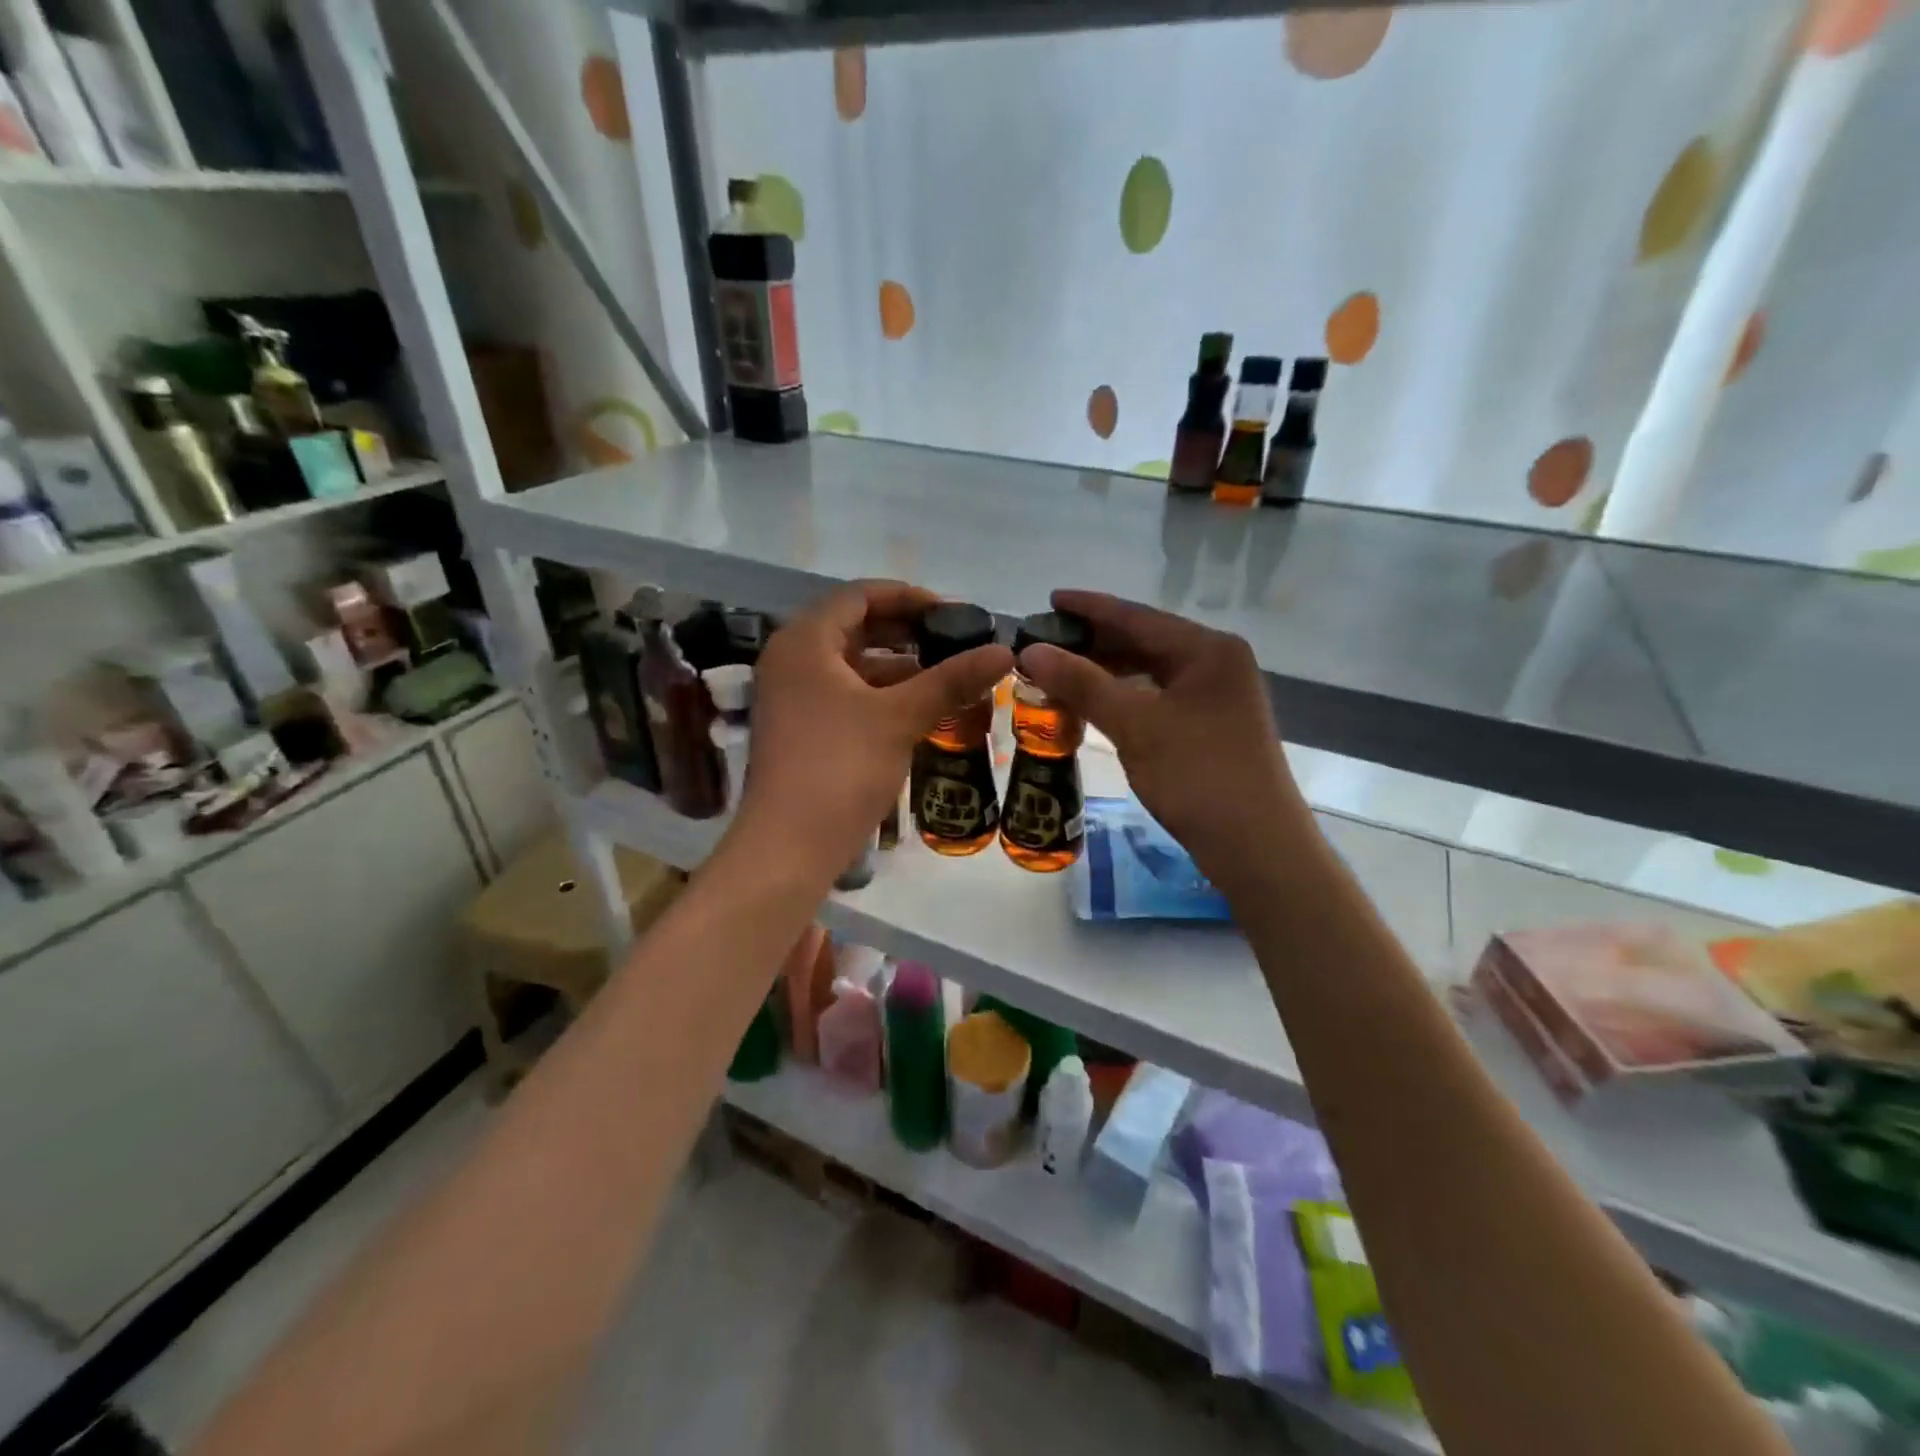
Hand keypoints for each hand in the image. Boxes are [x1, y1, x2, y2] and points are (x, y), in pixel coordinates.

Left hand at [734, 580, 1012, 875]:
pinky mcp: (800, 728)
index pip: (860, 595)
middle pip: (854, 627)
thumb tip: (1004, 651)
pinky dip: (880, 694)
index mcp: (804, 641)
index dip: (909, 598)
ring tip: (945, 675)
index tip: (952, 613)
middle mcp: (791, 659)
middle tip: (953, 642)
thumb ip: (951, 679)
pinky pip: (844, 693)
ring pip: (851, 664)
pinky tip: (917, 708)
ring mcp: (791, 696)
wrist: (790, 846)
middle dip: (906, 632)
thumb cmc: (841, 767)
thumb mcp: (900, 717)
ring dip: (897, 665)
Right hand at [1015, 589, 1310, 891]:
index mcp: (1207, 649)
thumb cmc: (1197, 775)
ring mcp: (1217, 697)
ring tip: (1060, 672)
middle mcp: (1216, 663)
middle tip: (1046, 642)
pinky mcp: (1211, 726)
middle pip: (1145, 641)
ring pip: (1151, 672)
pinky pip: (1157, 698)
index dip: (1090, 608)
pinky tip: (1094, 705)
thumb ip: (1083, 683)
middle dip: (1095, 642)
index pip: (1138, 616)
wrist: (1256, 846)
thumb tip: (1031, 651)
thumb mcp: (1136, 725)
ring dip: (1106, 672)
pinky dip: (1124, 698)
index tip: (1050, 600)